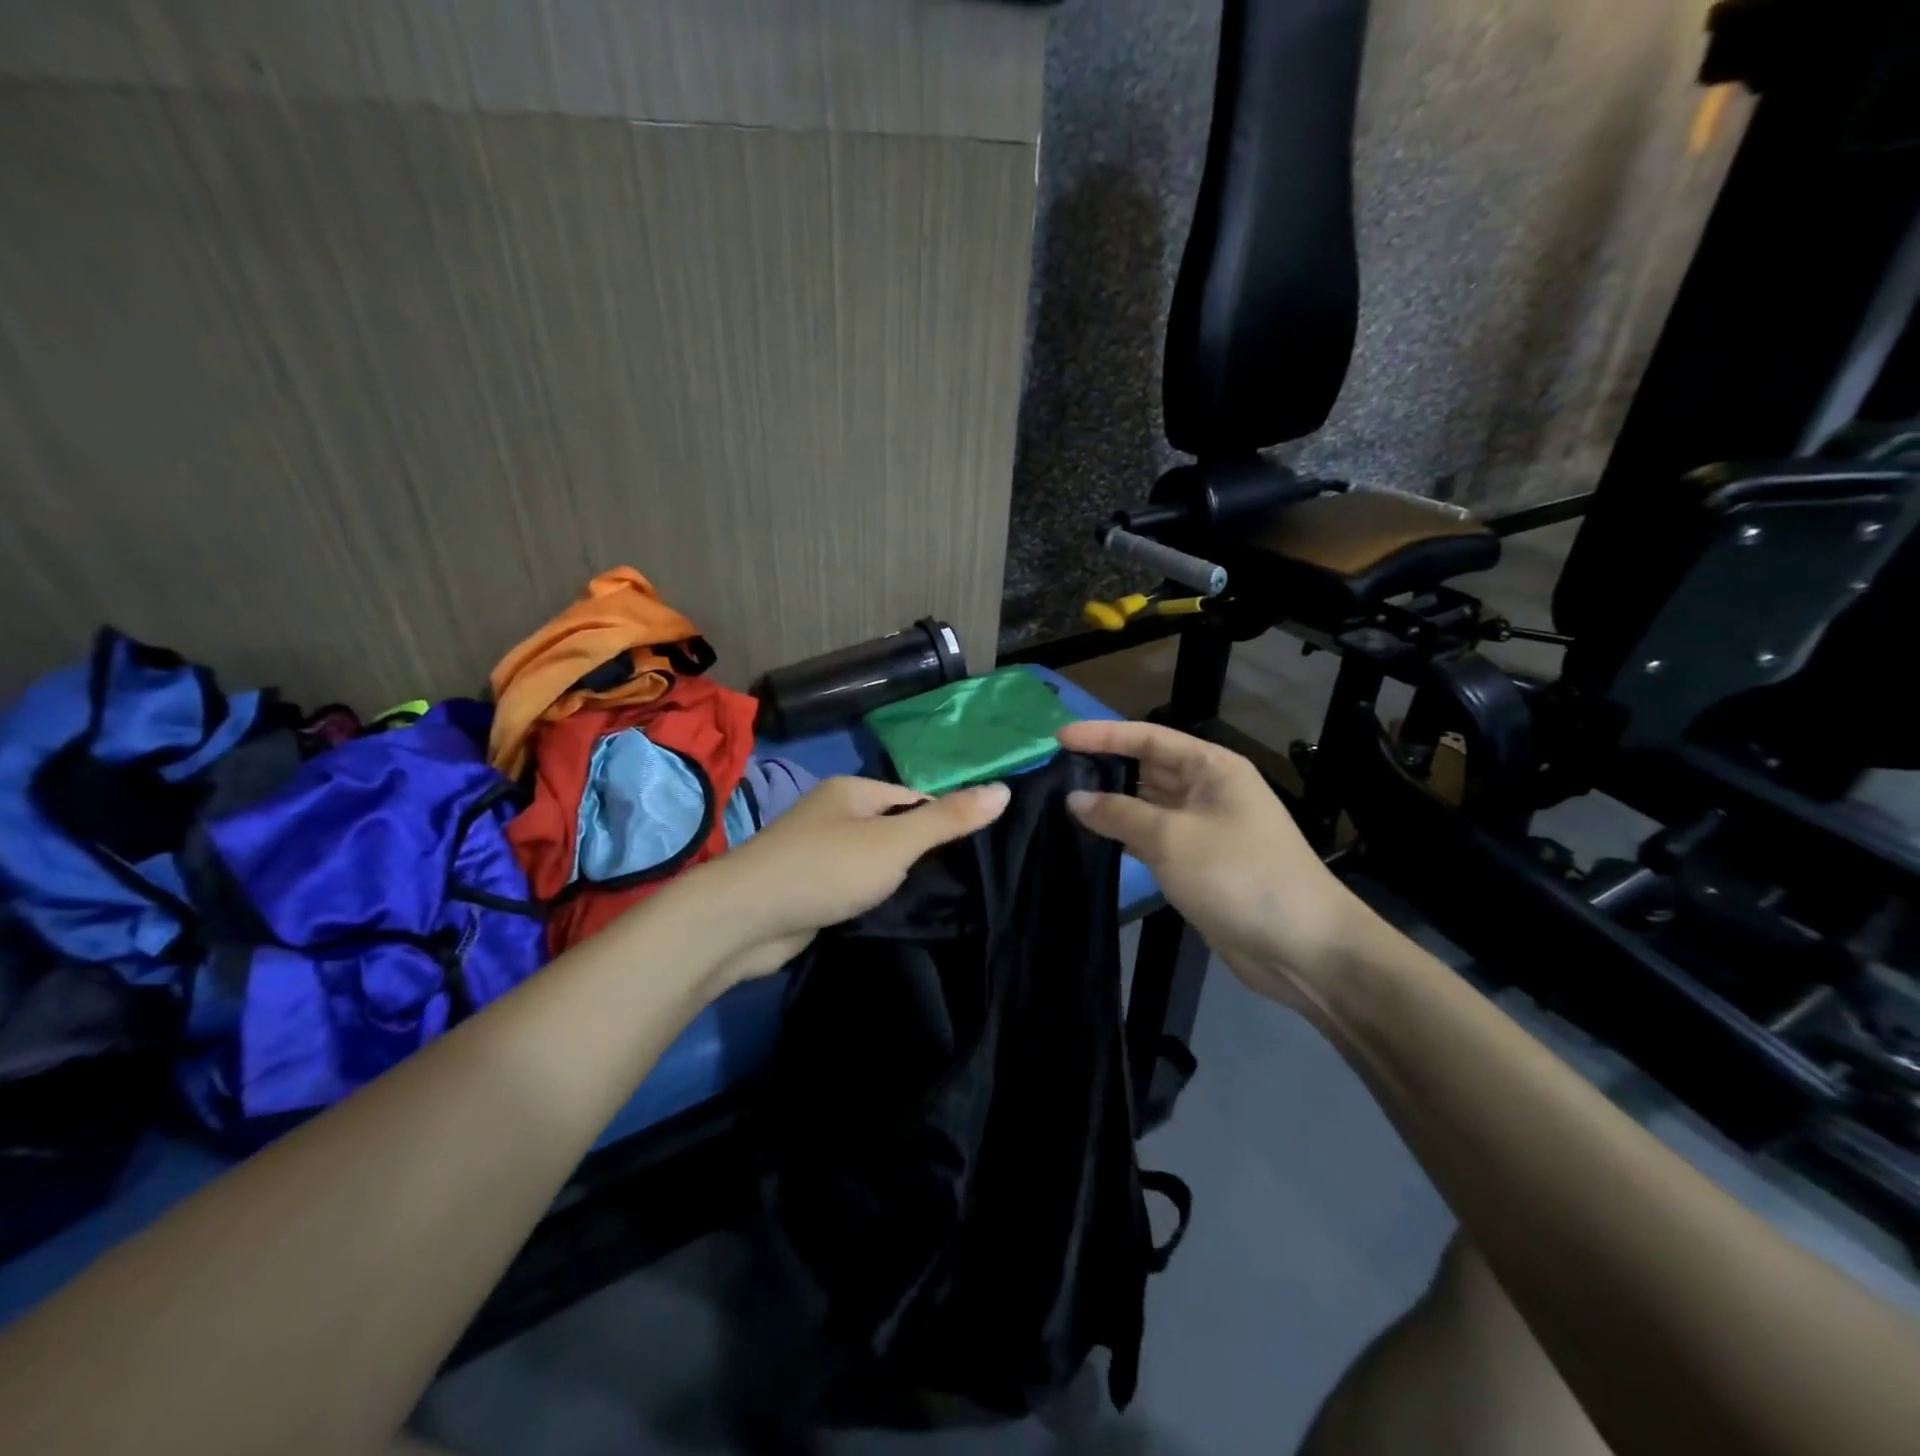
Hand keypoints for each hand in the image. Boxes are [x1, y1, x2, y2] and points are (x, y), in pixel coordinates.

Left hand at [694, 775, 1009, 981]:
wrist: (744, 920)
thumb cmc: (826, 868)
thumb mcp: (896, 841)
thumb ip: (947, 819)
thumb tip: (1004, 790)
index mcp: (852, 791)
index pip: (914, 798)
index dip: (944, 822)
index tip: (975, 853)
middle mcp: (833, 814)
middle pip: (893, 829)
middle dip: (921, 854)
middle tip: (962, 883)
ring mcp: (816, 853)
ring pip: (872, 862)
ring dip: (896, 880)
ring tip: (938, 903)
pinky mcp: (808, 889)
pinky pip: (852, 888)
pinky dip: (872, 900)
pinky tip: (894, 916)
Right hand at [1057, 720, 1376, 1010]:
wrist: (1301, 946)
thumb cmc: (1238, 875)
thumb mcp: (1172, 838)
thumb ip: (1119, 814)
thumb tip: (1074, 798)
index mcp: (1212, 768)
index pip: (1148, 738)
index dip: (1103, 735)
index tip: (1059, 738)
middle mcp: (1208, 790)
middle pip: (1147, 768)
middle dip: (1104, 767)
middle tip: (1052, 772)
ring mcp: (1203, 828)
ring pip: (1147, 805)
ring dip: (1110, 804)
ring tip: (1060, 802)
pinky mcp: (1198, 864)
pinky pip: (1153, 838)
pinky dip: (1125, 836)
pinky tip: (1092, 839)